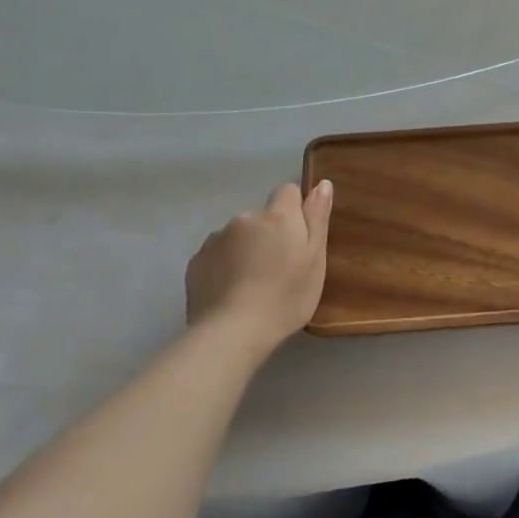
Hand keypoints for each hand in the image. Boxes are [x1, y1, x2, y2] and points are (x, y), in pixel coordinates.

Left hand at [184, 181, 332, 353]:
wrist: (232, 333)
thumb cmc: (285, 297)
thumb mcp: (315, 260)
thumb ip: (317, 218)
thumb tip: (322, 183)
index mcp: (278, 216)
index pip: (288, 191)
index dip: (295, 210)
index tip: (298, 238)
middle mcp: (245, 218)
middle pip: (262, 216)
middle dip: (269, 233)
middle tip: (278, 269)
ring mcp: (216, 238)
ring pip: (238, 235)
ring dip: (246, 249)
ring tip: (251, 284)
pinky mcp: (196, 261)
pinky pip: (217, 254)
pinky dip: (225, 265)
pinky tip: (230, 291)